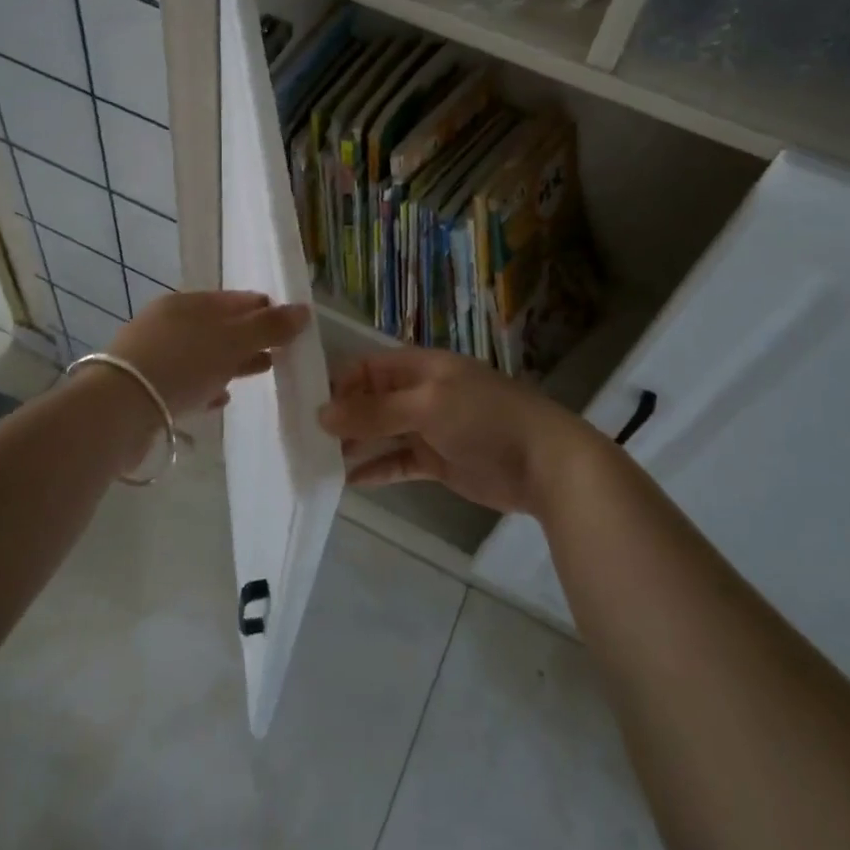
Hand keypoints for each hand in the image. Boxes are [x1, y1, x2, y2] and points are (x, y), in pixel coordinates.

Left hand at [108, 290, 309, 418]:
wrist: (118, 409)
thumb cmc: (181, 364)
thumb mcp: (232, 341)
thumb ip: (269, 327)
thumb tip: (304, 310)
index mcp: (188, 303)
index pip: (236, 299)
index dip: (265, 309)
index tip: (290, 325)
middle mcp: (169, 323)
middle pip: (220, 326)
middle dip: (251, 337)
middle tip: (280, 351)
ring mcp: (155, 355)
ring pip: (204, 354)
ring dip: (232, 362)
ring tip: (261, 372)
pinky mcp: (146, 388)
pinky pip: (187, 381)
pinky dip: (208, 385)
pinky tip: (223, 398)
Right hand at [317, 348, 599, 516]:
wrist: (545, 463)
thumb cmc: (485, 419)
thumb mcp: (427, 406)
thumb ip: (375, 411)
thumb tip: (321, 414)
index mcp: (422, 367)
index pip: (368, 368)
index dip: (339, 384)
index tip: (307, 408)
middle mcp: (421, 393)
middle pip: (372, 400)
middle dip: (342, 417)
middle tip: (303, 439)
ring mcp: (430, 428)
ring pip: (382, 433)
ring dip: (354, 444)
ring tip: (317, 461)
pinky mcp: (438, 461)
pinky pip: (398, 462)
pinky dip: (376, 470)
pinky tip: (347, 482)